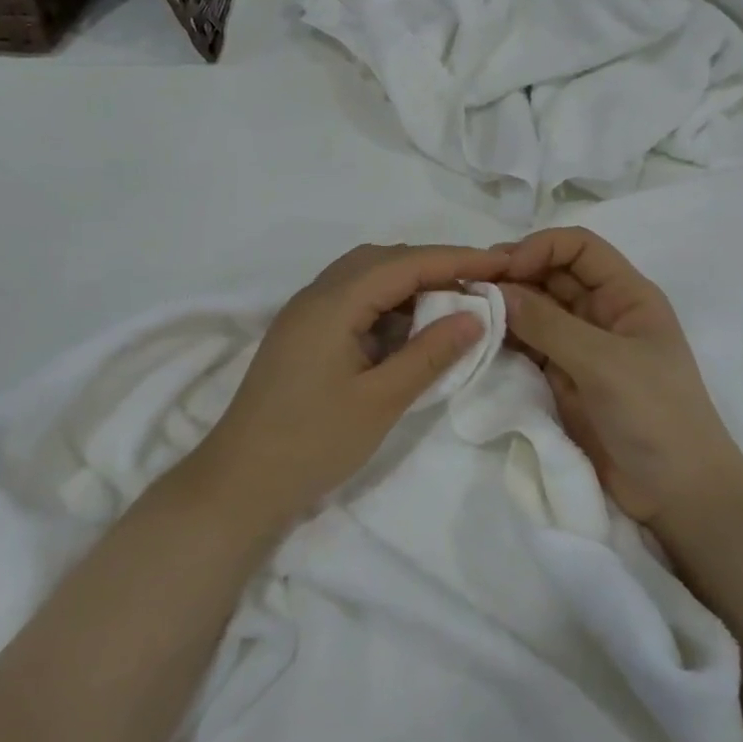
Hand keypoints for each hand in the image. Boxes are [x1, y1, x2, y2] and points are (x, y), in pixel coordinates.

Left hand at [198, 243, 508, 528]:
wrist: (240, 483)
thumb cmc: (312, 442)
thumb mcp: (381, 400)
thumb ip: (430, 354)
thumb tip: (475, 315)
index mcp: (334, 302)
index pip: (405, 263)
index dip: (456, 258)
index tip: (502, 263)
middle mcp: (316, 295)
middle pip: (383, 260)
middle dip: (434, 265)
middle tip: (479, 283)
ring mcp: (305, 314)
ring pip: (365, 277)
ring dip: (409, 283)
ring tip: (451, 301)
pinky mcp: (302, 334)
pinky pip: (351, 299)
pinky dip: (386, 303)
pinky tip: (408, 327)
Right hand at [499, 229, 742, 529]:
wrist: (678, 495)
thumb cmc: (655, 415)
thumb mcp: (604, 363)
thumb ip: (548, 325)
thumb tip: (496, 290)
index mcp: (626, 296)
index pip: (580, 248)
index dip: (541, 247)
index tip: (504, 269)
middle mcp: (601, 313)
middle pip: (552, 275)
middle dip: (515, 275)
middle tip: (470, 289)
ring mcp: (581, 348)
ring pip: (536, 311)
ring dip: (505, 308)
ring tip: (467, 313)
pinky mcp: (563, 379)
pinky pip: (529, 347)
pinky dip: (506, 341)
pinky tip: (480, 342)